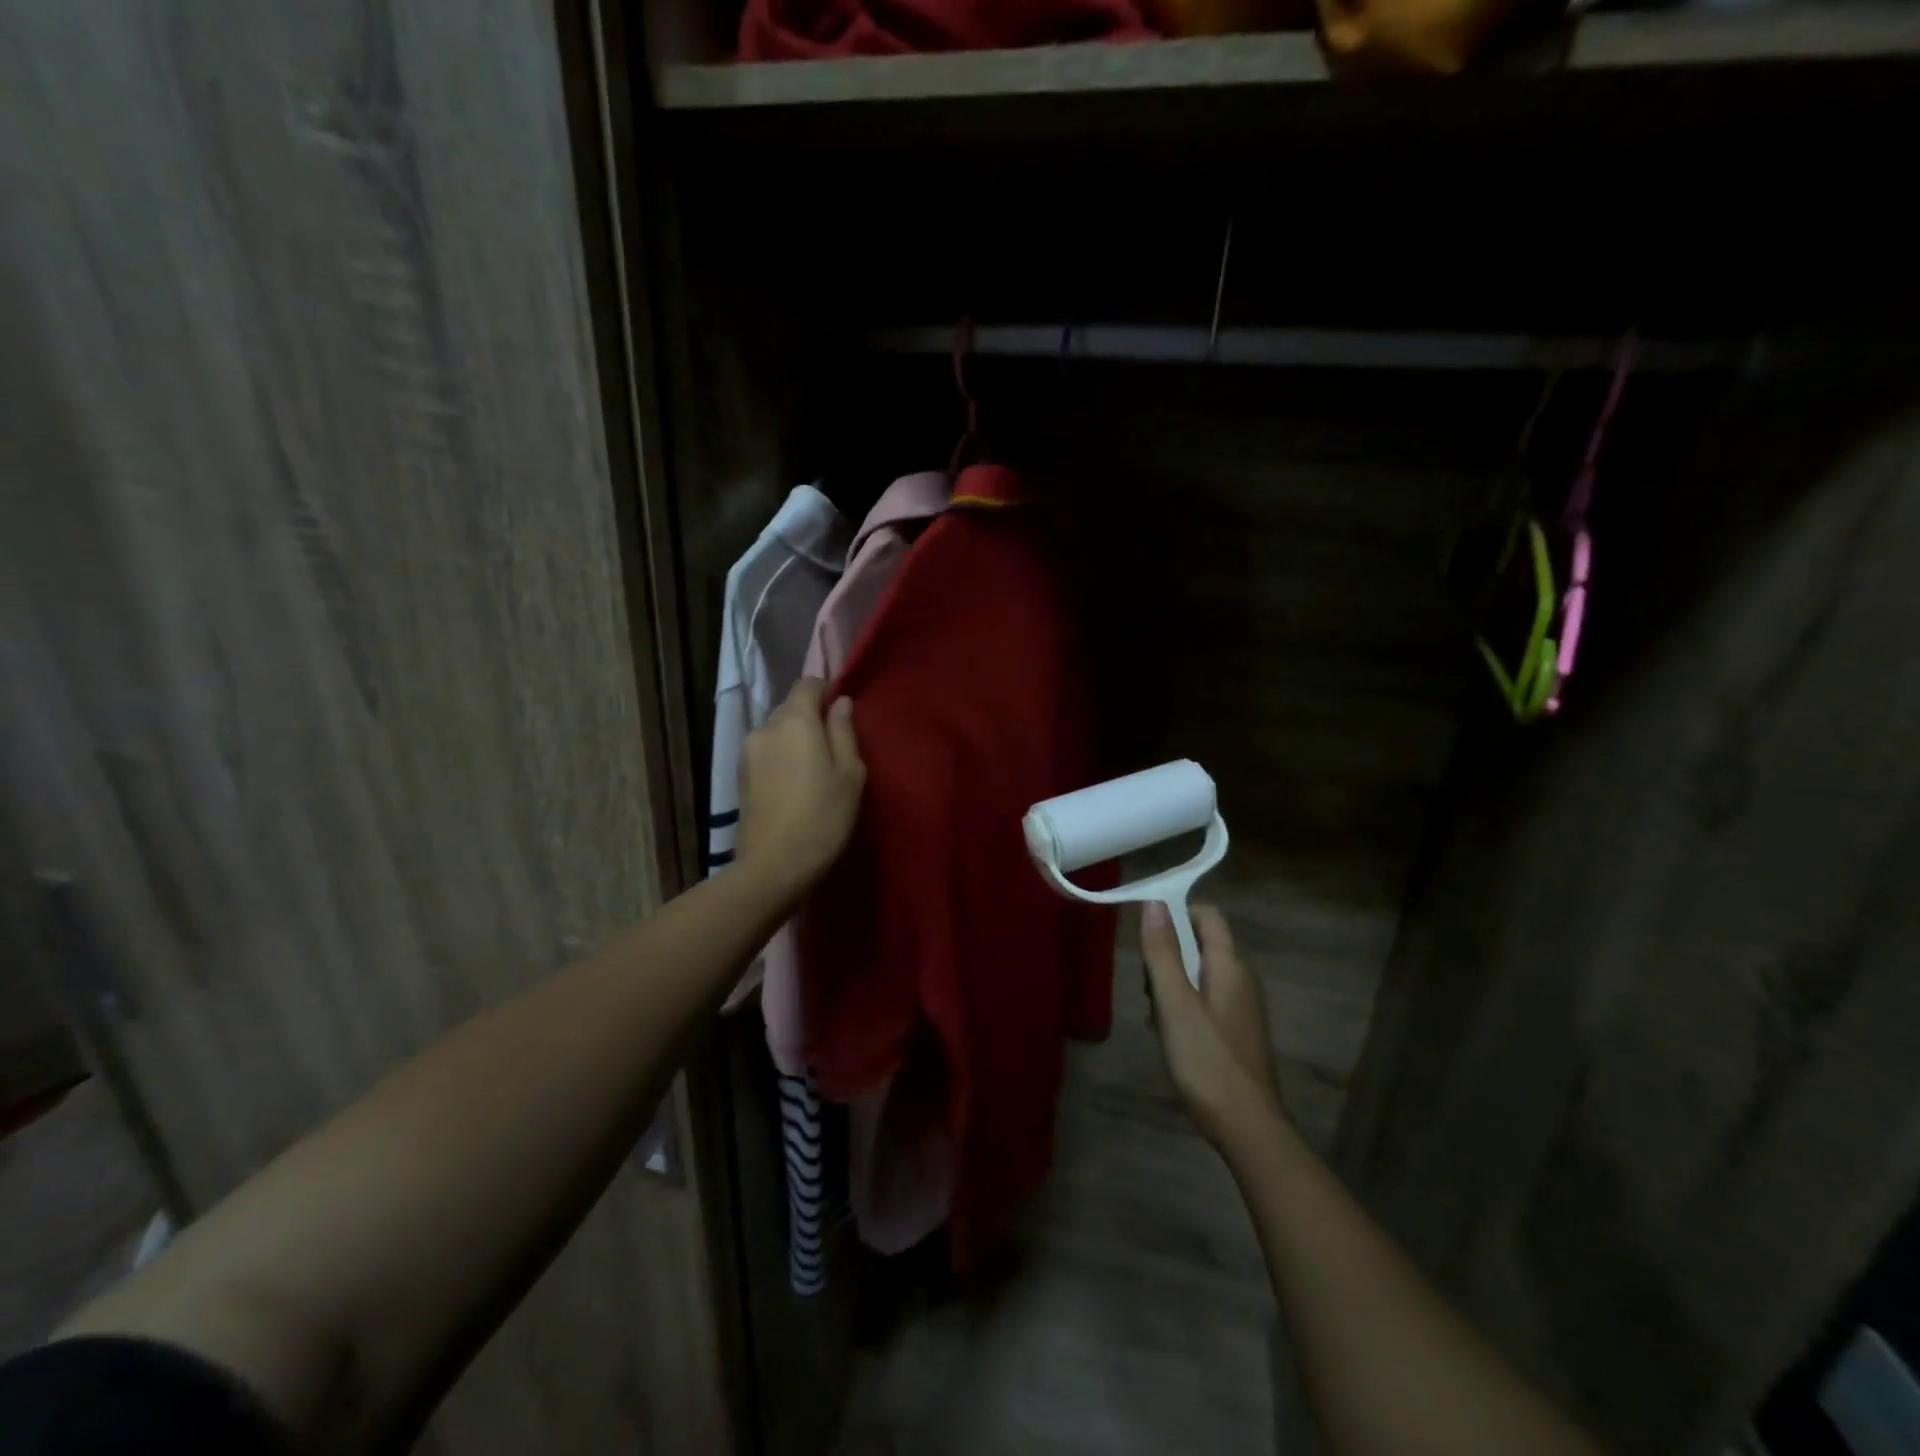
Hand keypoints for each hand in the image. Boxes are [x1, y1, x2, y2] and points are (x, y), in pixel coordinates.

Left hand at [736, 678, 865, 907]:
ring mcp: (747, 752)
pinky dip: (781, 756)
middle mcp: (765, 728)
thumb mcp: (849, 774)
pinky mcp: (739, 776)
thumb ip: (844, 732)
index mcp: (794, 721)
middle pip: (790, 707)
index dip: (826, 689)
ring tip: (814, 767)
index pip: (807, 683)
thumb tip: (840, 702)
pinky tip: (794, 783)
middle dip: (810, 716)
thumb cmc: (823, 817)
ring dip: (794, 739)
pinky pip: (766, 752)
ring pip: (776, 731)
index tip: (842, 710)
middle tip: (834, 744)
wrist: (773, 866)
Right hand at [1142, 903, 1284, 1153]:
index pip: (1207, 916)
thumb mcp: (1174, 1002)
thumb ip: (1163, 952)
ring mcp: (1242, 1007)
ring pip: (1199, 975)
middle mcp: (1242, 979)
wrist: (1246, 1126)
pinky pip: (1205, 1001)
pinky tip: (1171, 1036)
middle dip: (1168, 957)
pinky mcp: (1237, 1031)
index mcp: (1230, 966)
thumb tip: (1154, 902)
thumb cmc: (1206, 1059)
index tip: (1146, 933)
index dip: (1176, 914)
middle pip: (1200, 945)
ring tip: (1156, 1018)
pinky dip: (1184, 1007)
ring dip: (1172, 985)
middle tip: (1148, 988)